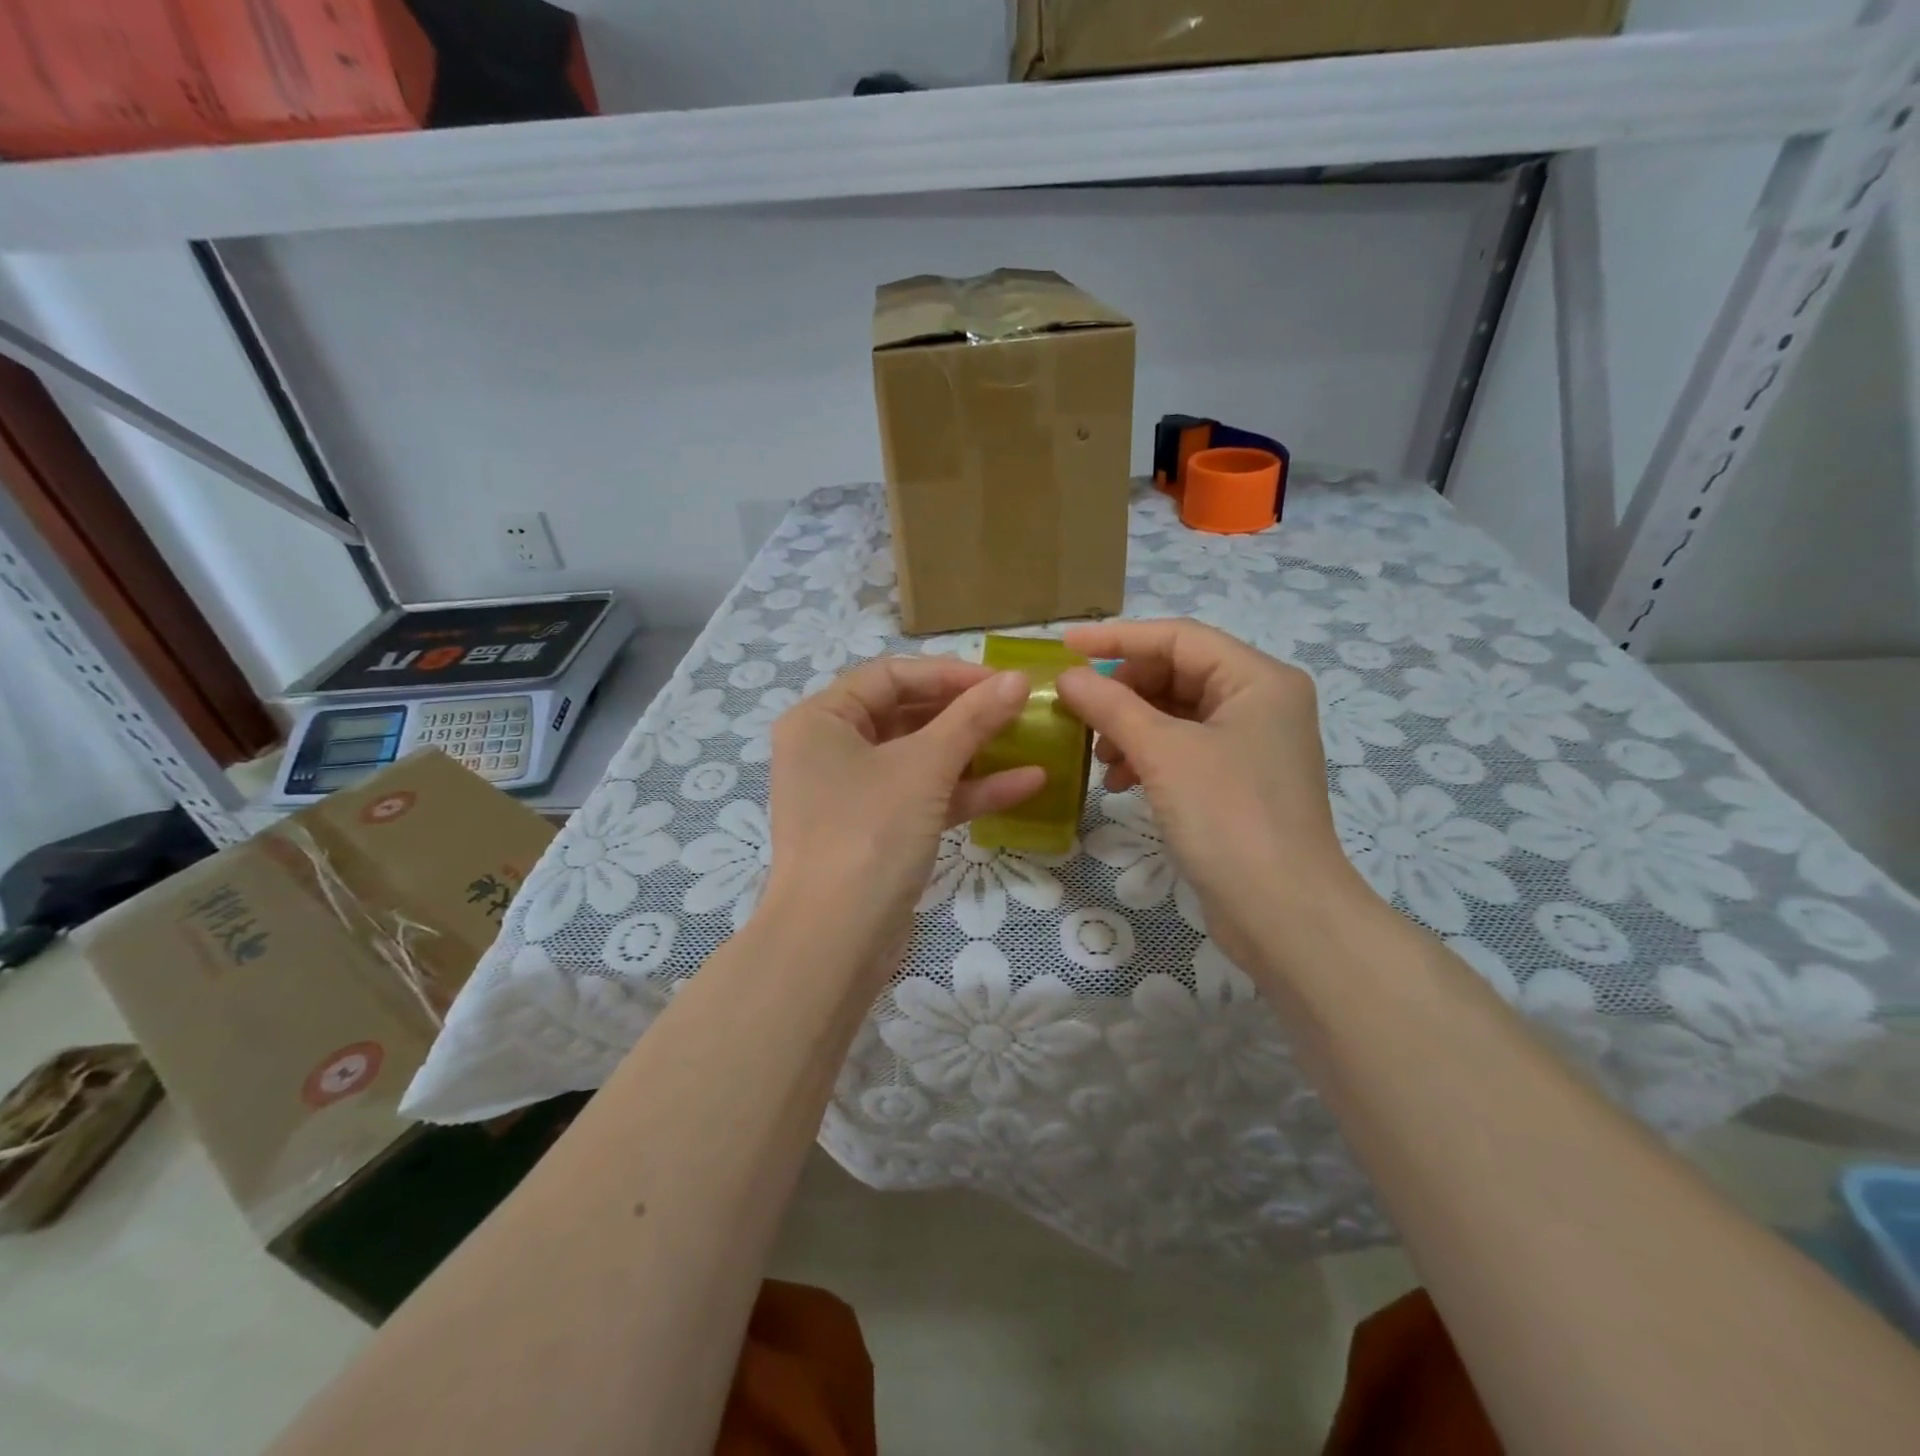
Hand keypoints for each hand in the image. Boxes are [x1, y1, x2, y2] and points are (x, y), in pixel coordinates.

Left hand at [760, 658, 1042, 968]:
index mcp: (822, 719)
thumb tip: (1018, 679)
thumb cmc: (869, 833)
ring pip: (919, 758)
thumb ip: (972, 718)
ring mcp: (853, 794)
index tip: (1003, 681)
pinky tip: (1026, 784)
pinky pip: (924, 797)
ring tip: (1029, 739)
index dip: (949, 673)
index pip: (891, 675)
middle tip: (1019, 707)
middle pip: (906, 714)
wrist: (834, 942)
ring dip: (973, 752)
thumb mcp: (924, 767)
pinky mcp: (876, 831)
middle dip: (965, 712)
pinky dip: (967, 791)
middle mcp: (830, 749)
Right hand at [1056, 620, 1370, 974]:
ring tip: (1098, 757)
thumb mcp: (1163, 753)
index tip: (1065, 646)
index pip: (1178, 637)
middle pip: (1177, 673)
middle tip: (1079, 711)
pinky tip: (1119, 782)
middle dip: (1124, 691)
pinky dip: (1147, 757)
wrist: (1282, 914)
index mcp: (1258, 679)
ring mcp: (1251, 744)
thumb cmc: (1228, 817)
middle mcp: (1260, 702)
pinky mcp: (1237, 781)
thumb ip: (1111, 706)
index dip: (1118, 638)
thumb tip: (1067, 676)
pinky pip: (1182, 748)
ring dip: (1130, 727)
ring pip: (1176, 714)